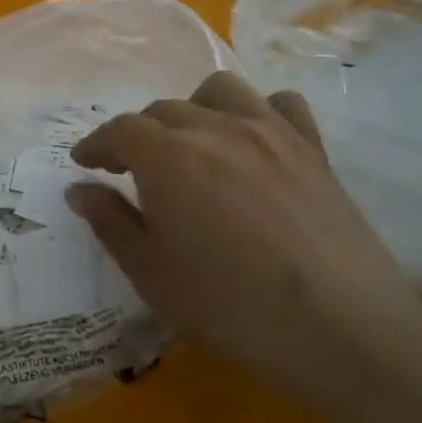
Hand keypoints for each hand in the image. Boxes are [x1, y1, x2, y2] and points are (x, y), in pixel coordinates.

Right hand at [66, 73, 421, 405]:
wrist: (341, 330)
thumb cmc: (230, 307)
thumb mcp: (151, 274)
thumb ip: (111, 223)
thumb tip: (80, 190)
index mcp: (169, 157)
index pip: (121, 131)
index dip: (97, 144)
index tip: (85, 163)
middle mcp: (216, 128)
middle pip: (165, 111)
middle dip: (139, 135)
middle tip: (131, 171)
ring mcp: (271, 133)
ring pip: (220, 92)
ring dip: (194, 110)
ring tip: (192, 145)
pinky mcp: (313, 149)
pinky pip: (281, 105)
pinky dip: (259, 113)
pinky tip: (254, 144)